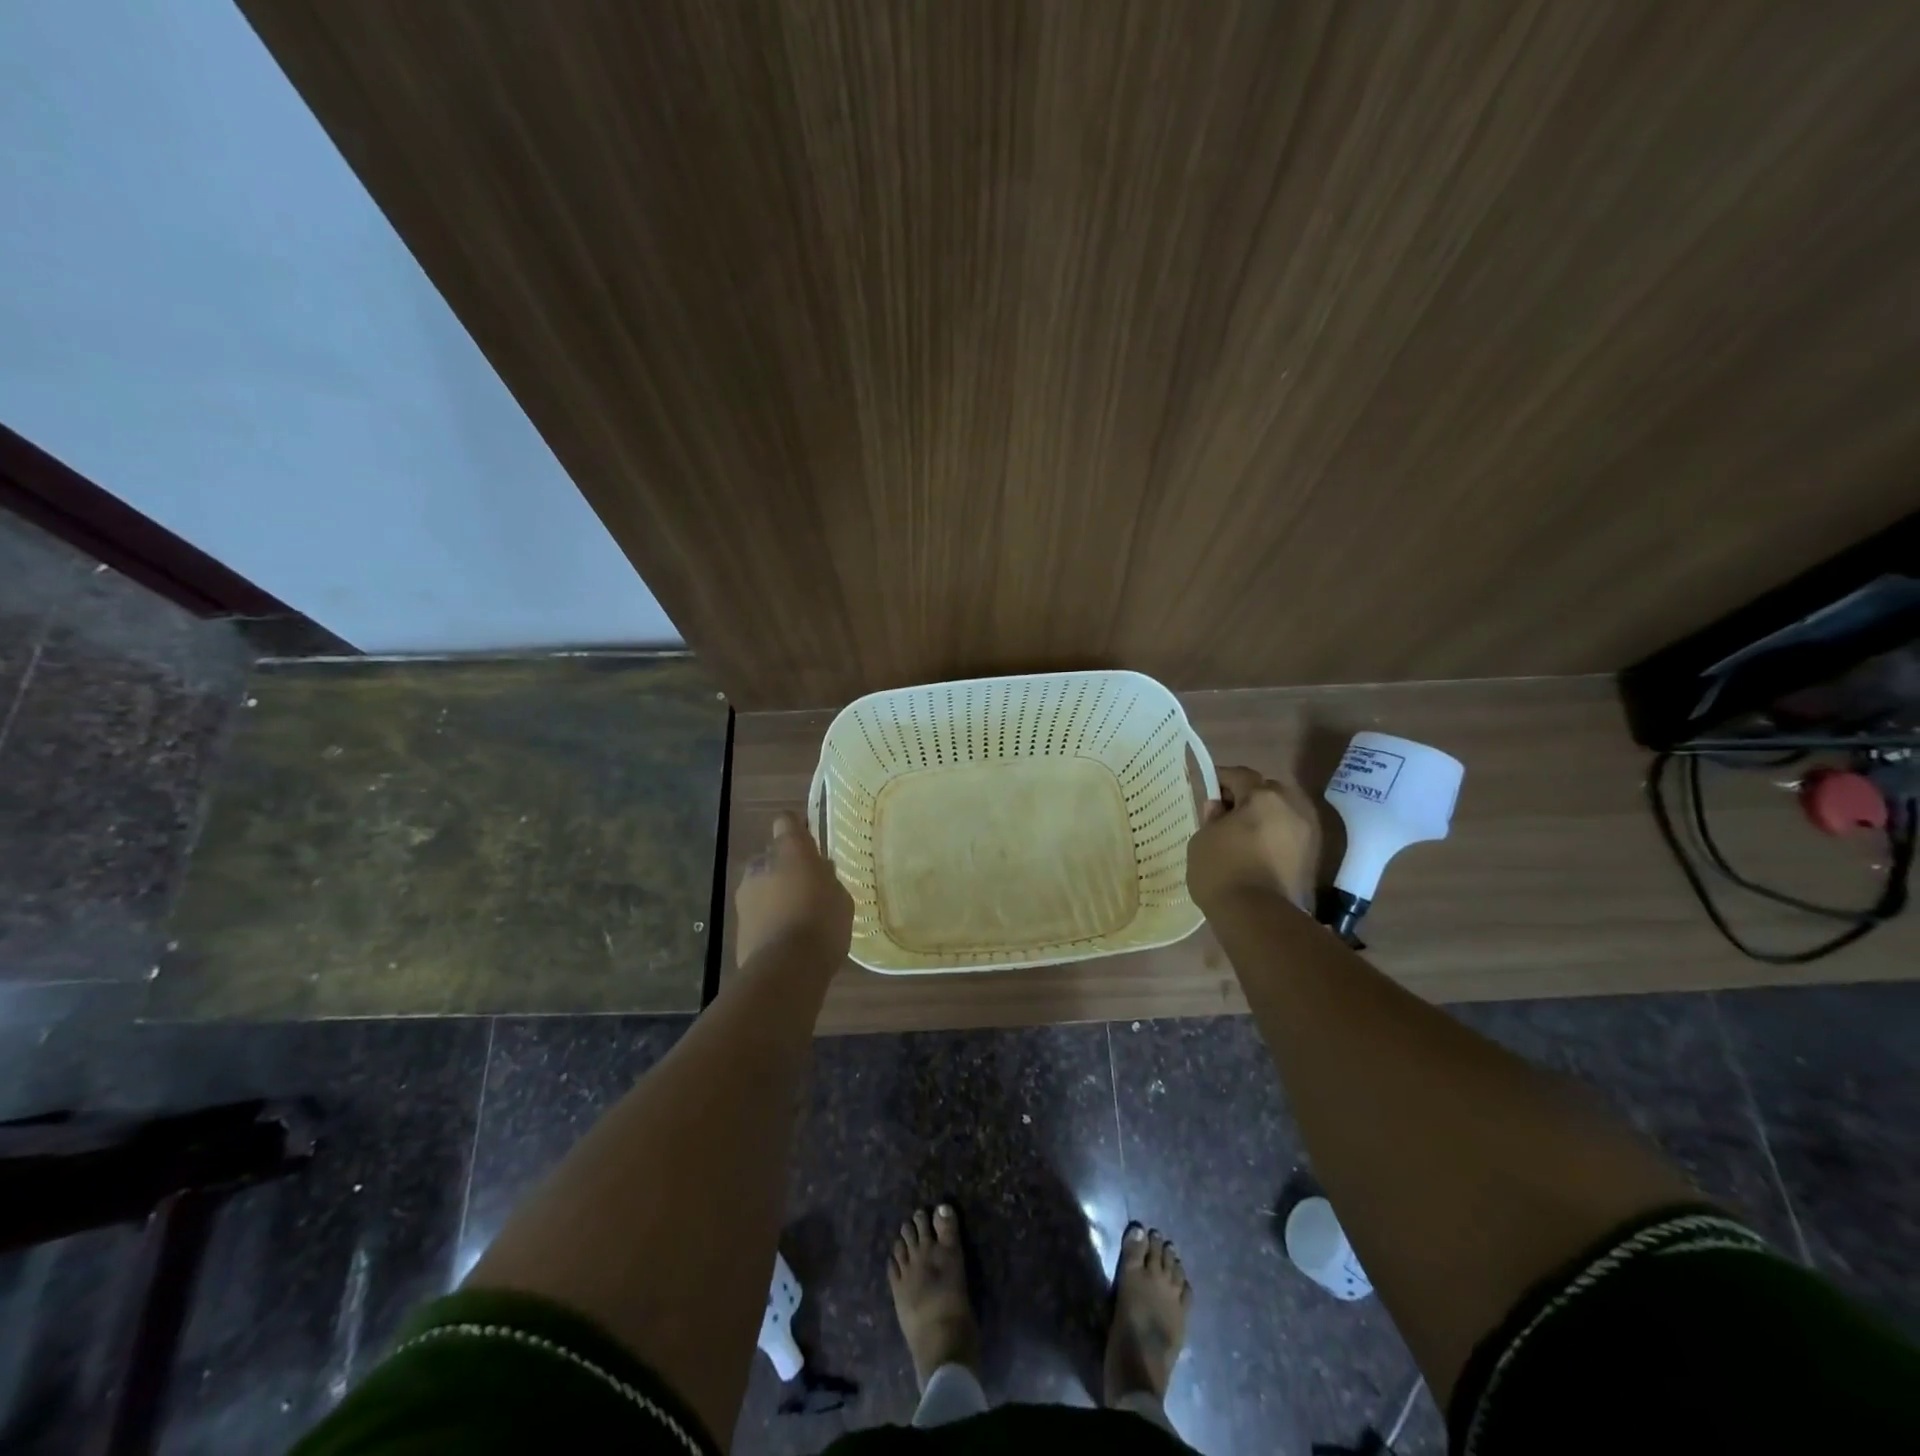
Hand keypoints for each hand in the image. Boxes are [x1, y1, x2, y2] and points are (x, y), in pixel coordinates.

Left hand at [735, 811, 854, 967]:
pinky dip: (768, 918)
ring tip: (797, 915)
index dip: (796, 829)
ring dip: (774, 893)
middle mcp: (761, 865)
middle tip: (807, 885)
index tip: (810, 843)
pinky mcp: (738, 925)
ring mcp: (745, 895)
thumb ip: (828, 878)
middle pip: (771, 856)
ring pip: (761, 884)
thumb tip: (820, 870)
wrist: (786, 969)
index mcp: (790, 851)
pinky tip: (786, 937)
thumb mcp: (840, 896)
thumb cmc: (822, 923)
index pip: (786, 822)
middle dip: (785, 866)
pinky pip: (757, 912)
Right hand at [1186, 765, 1318, 915]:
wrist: (1259, 917)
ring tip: (1243, 836)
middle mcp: (1292, 807)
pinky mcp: (1313, 859)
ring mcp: (1308, 833)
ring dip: (1265, 819)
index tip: (1207, 790)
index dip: (1221, 779)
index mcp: (1263, 796)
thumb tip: (1219, 808)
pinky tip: (1257, 854)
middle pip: (1267, 791)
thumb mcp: (1202, 839)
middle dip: (1248, 798)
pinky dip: (1275, 839)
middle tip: (1226, 814)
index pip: (1239, 775)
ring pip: (1282, 814)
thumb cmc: (1222, 870)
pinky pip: (1289, 837)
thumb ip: (1211, 818)